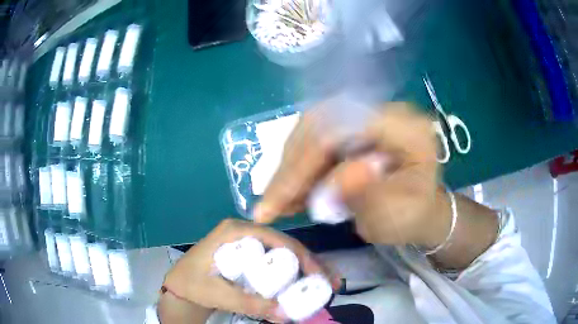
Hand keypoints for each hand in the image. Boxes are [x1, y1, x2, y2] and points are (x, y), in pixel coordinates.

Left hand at [162, 219, 340, 321]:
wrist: (180, 287)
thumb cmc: (192, 284)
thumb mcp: (217, 293)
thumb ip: (249, 303)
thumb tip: (286, 315)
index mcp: (234, 231)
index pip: (275, 238)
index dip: (300, 255)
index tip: (317, 275)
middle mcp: (244, 232)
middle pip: (284, 244)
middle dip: (310, 262)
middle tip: (330, 281)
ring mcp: (247, 244)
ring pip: (283, 253)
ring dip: (306, 268)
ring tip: (326, 283)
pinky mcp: (249, 256)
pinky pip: (276, 262)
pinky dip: (293, 273)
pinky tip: (307, 284)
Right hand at [254, 101, 450, 246]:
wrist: (421, 210)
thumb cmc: (413, 217)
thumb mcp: (396, 217)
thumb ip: (369, 196)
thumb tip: (335, 179)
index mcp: (407, 128)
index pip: (343, 128)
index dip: (304, 162)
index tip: (276, 201)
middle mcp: (385, 112)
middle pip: (322, 122)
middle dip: (291, 165)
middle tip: (271, 202)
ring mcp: (368, 117)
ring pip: (313, 130)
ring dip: (291, 167)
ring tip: (278, 201)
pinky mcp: (356, 128)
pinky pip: (317, 140)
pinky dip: (299, 168)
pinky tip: (290, 192)